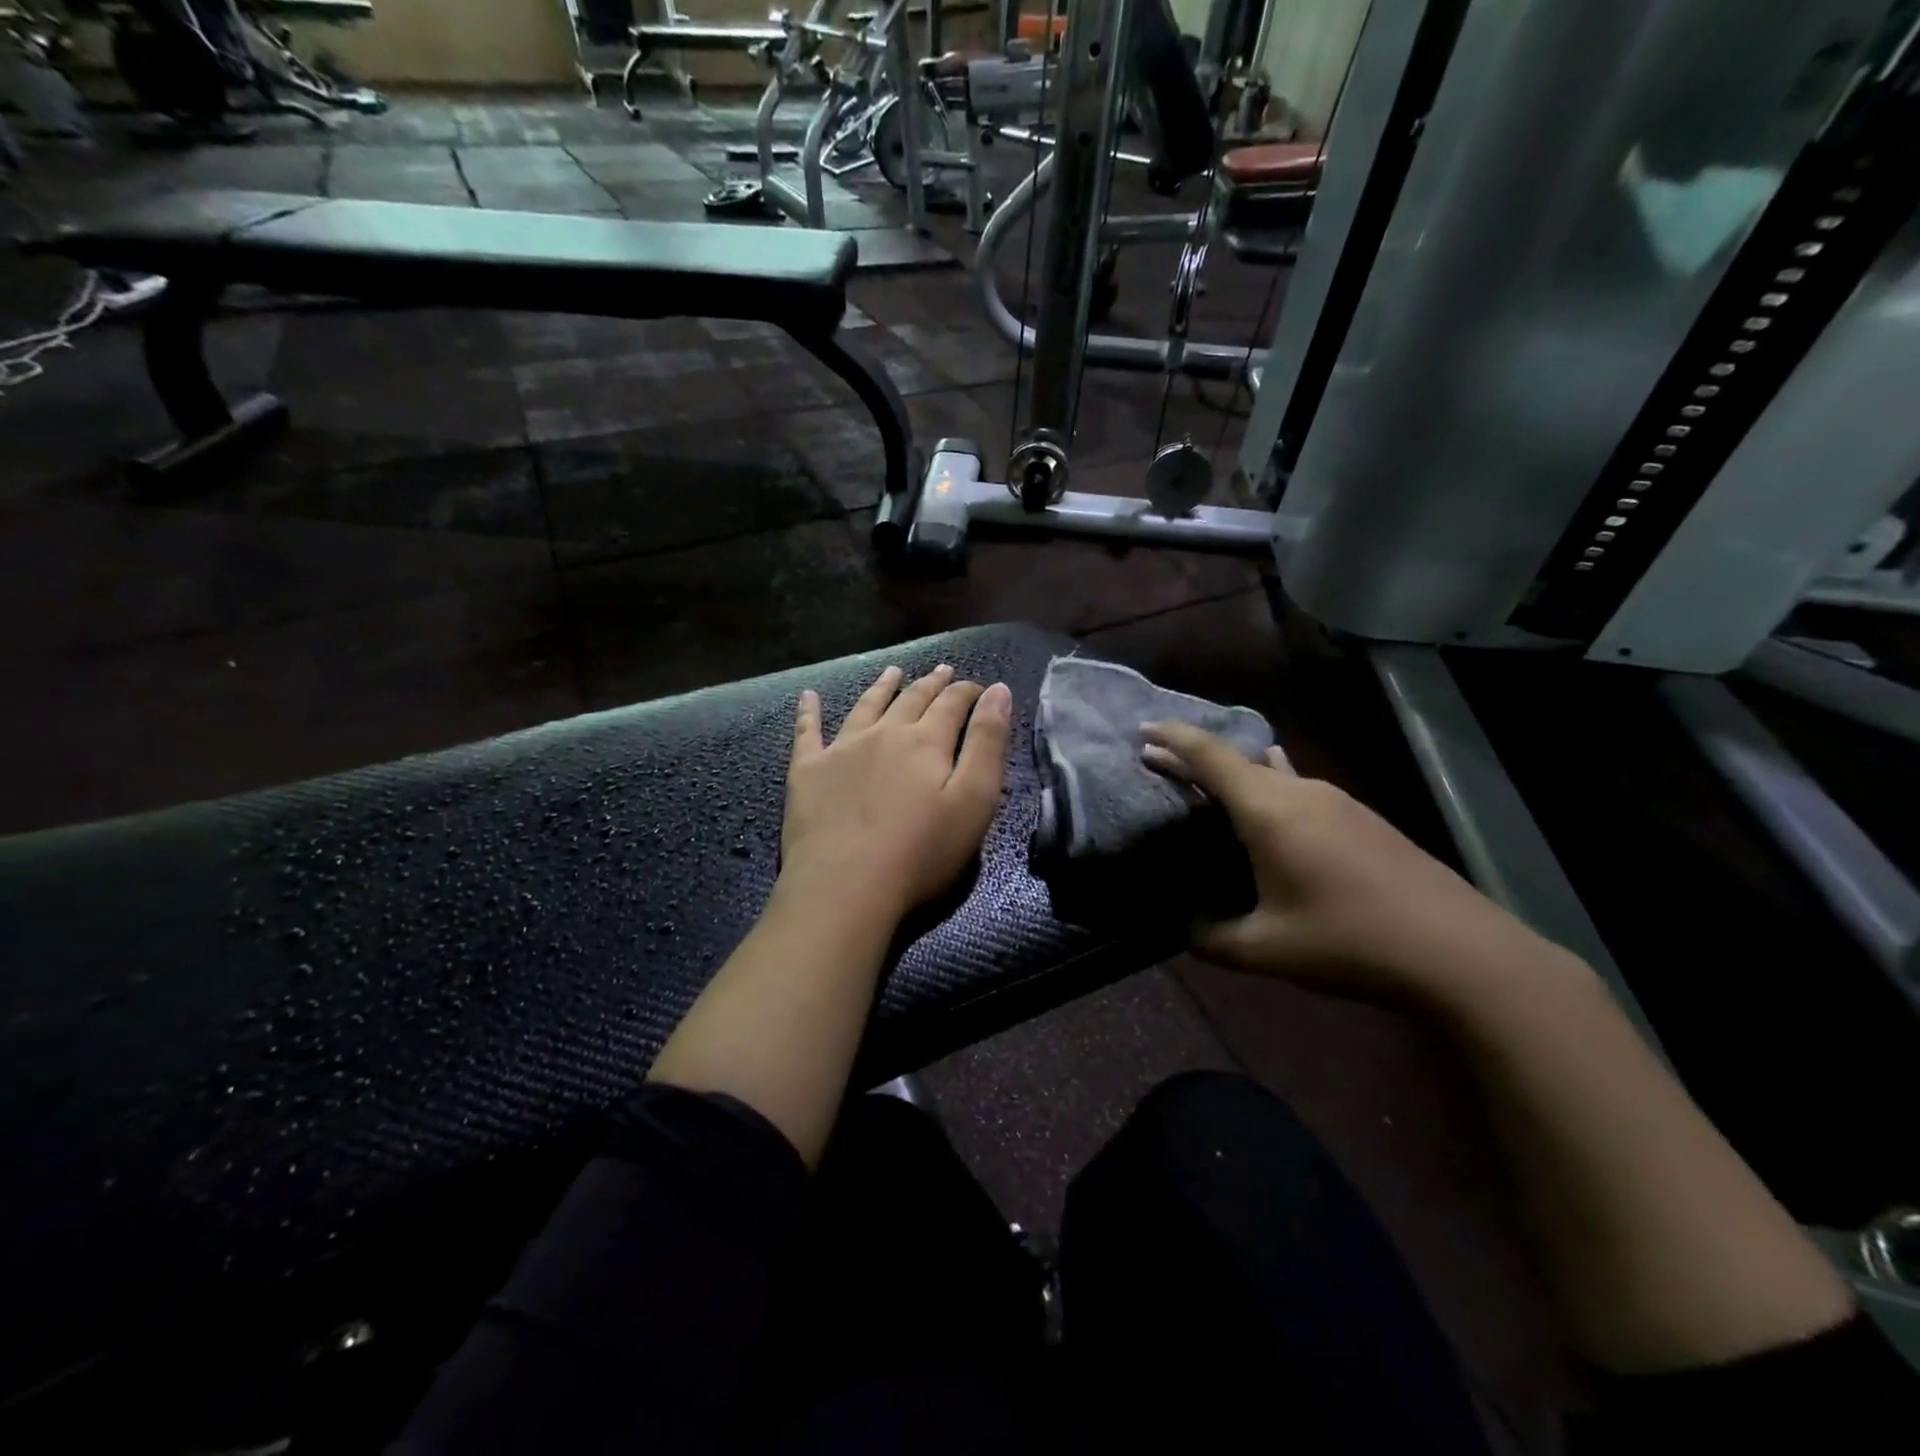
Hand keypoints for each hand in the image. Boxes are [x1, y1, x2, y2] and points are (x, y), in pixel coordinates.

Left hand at [781, 664, 1013, 926]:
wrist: (845, 887)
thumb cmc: (921, 852)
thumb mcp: (974, 801)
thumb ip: (988, 743)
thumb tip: (998, 690)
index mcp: (925, 741)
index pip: (952, 704)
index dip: (968, 692)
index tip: (980, 687)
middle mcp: (883, 733)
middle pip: (911, 699)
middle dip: (932, 683)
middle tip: (943, 670)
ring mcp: (840, 749)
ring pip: (865, 706)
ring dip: (882, 687)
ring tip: (893, 672)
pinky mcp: (807, 771)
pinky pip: (807, 732)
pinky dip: (808, 712)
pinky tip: (808, 696)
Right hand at [1142, 721, 1551, 1006]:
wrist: (1460, 951)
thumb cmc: (1350, 942)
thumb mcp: (1265, 950)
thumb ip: (1212, 938)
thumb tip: (1184, 931)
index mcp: (1269, 811)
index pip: (1209, 756)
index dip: (1172, 738)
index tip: (1141, 730)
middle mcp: (1300, 792)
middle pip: (1237, 759)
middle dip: (1194, 757)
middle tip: (1160, 763)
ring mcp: (1337, 800)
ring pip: (1271, 770)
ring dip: (1234, 772)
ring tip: (1208, 787)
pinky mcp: (1361, 817)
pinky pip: (1297, 786)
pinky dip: (1266, 788)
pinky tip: (1269, 814)